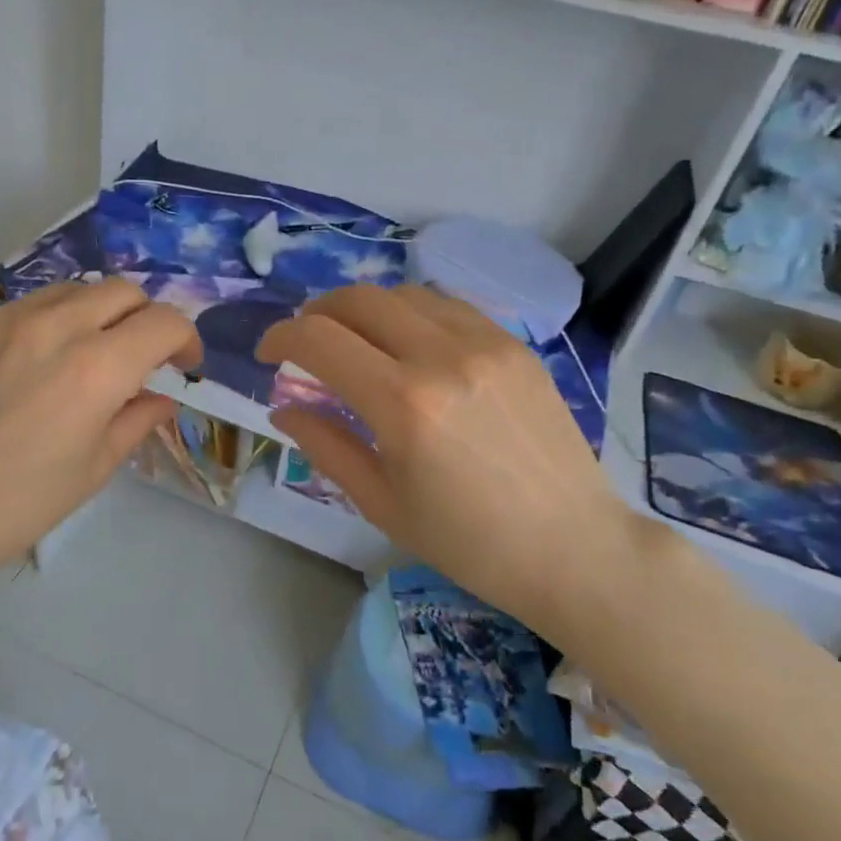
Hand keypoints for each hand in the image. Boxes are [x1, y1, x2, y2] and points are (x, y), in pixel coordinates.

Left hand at [0, 279, 199, 584]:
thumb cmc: (18, 504)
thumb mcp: (93, 469)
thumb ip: (136, 421)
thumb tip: (160, 398)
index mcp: (97, 368)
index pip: (164, 322)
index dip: (186, 338)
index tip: (184, 364)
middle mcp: (56, 327)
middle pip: (123, 290)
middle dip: (145, 317)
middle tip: (141, 356)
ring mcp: (6, 320)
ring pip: (74, 289)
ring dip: (99, 313)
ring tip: (89, 353)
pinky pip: (28, 306)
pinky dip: (52, 323)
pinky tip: (36, 364)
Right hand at [257, 285, 638, 633]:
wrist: (572, 546)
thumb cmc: (467, 541)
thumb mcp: (380, 502)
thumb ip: (325, 444)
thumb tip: (283, 409)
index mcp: (403, 404)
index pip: (319, 339)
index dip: (281, 337)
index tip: (269, 355)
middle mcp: (442, 356)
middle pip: (359, 299)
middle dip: (317, 312)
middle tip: (306, 341)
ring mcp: (486, 343)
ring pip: (404, 293)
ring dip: (365, 309)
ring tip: (356, 340)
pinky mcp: (515, 345)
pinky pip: (449, 306)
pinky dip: (412, 313)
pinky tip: (409, 343)